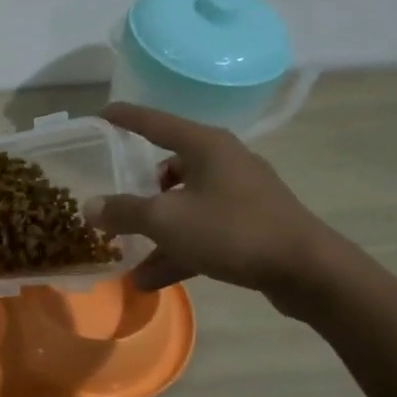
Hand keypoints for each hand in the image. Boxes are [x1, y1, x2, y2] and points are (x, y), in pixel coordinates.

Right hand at [85, 102, 332, 303]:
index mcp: (205, 145)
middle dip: (138, 187)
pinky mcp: (249, 225)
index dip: (125, 118)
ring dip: (155, 229)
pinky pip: (202, 231)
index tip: (99, 116)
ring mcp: (239, 195)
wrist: (306, 270)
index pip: (155, 122)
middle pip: (169, 167)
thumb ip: (124, 211)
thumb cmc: (232, 230)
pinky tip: (149, 280)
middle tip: (112, 198)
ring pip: (184, 205)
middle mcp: (223, 162)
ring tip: (124, 251)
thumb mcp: (167, 220)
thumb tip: (90, 207)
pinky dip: (177, 250)